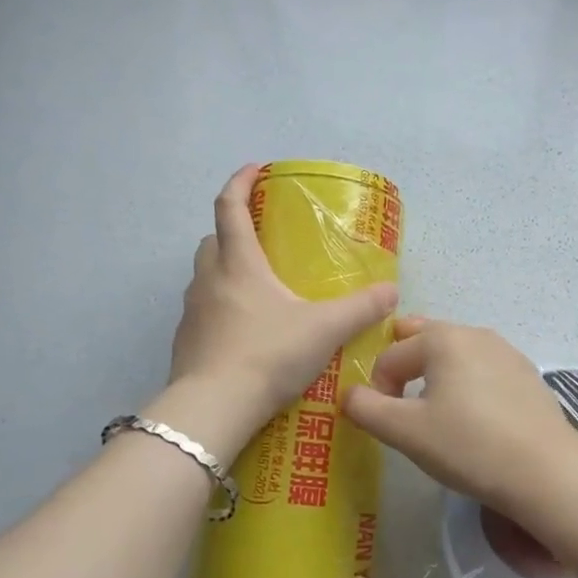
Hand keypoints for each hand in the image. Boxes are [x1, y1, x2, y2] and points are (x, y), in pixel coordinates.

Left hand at [165, 165, 398, 446]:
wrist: (214, 408)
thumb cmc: (268, 354)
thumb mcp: (324, 329)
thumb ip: (361, 308)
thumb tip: (392, 292)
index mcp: (238, 263)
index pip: (229, 207)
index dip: (240, 182)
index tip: (255, 169)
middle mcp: (209, 279)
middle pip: (212, 240)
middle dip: (233, 230)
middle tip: (262, 239)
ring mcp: (191, 312)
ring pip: (205, 276)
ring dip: (225, 271)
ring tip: (258, 289)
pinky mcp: (185, 342)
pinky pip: (203, 311)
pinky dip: (221, 308)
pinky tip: (245, 332)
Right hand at [343, 318, 577, 529]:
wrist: (546, 471)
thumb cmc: (468, 445)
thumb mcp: (406, 431)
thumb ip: (367, 409)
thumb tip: (348, 395)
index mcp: (442, 339)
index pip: (390, 355)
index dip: (377, 387)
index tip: (384, 421)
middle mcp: (474, 333)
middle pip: (424, 338)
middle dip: (404, 364)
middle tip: (400, 399)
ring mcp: (505, 351)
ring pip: (455, 352)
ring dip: (436, 373)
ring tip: (434, 408)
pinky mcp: (526, 374)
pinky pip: (482, 368)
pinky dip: (467, 382)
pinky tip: (473, 417)